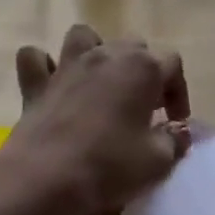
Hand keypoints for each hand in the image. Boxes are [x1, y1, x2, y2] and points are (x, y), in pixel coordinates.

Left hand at [1, 24, 191, 214]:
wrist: (45, 178)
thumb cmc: (109, 165)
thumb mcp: (157, 161)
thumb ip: (174, 140)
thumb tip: (178, 131)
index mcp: (141, 68)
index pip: (172, 64)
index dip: (178, 92)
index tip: (174, 121)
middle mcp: (106, 55)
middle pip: (133, 47)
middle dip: (143, 72)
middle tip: (143, 107)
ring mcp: (67, 64)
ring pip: (84, 36)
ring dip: (96, 53)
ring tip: (101, 82)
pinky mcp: (35, 82)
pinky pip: (36, 58)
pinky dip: (44, 66)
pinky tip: (52, 84)